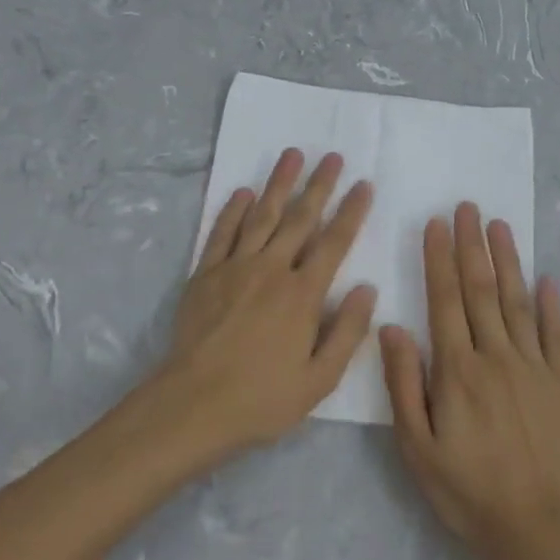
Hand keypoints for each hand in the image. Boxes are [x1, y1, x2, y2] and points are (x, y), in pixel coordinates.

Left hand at [158, 148, 375, 458]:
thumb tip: (367, 289)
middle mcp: (272, 270)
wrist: (192, 405)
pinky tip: (244, 192)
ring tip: (291, 155)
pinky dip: (234, 210)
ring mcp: (235, 267)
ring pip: (262, 215)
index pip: (334, 243)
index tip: (363, 184)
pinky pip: (223, 233)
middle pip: (300, 218)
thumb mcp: (319, 380)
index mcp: (303, 294)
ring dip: (278, 184)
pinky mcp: (205, 274)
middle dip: (319, 185)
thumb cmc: (262, 398)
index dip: (351, 212)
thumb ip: (347, 332)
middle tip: (331, 156)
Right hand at [381, 203, 559, 559]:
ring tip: (500, 226)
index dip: (439, 259)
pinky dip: (552, 305)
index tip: (437, 224)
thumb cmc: (468, 491)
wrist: (540, 530)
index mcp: (458, 370)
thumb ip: (404, 384)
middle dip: (471, 246)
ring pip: (517, 302)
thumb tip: (392, 327)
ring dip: (508, 261)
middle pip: (481, 290)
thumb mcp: (418, 448)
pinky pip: (556, 335)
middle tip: (467, 207)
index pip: (445, 300)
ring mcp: (534, 367)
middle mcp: (496, 357)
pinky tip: (548, 278)